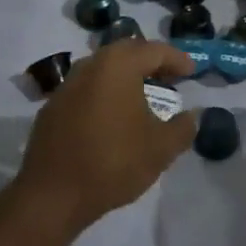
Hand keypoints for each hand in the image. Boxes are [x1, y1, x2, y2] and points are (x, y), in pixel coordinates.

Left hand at [14, 40, 196, 233]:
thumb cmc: (113, 163)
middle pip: (125, 52)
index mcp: (117, 66)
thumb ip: (183, 128)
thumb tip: (192, 116)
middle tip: (169, 76)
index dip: (176, 59)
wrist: (53, 194)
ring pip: (103, 68)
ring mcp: (67, 85)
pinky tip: (113, 115)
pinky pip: (86, 88)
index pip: (153, 51)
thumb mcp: (160, 149)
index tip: (192, 71)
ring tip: (143, 94)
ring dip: (126, 75)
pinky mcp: (53, 107)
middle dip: (150, 61)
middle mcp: (90, 66)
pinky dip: (105, 92)